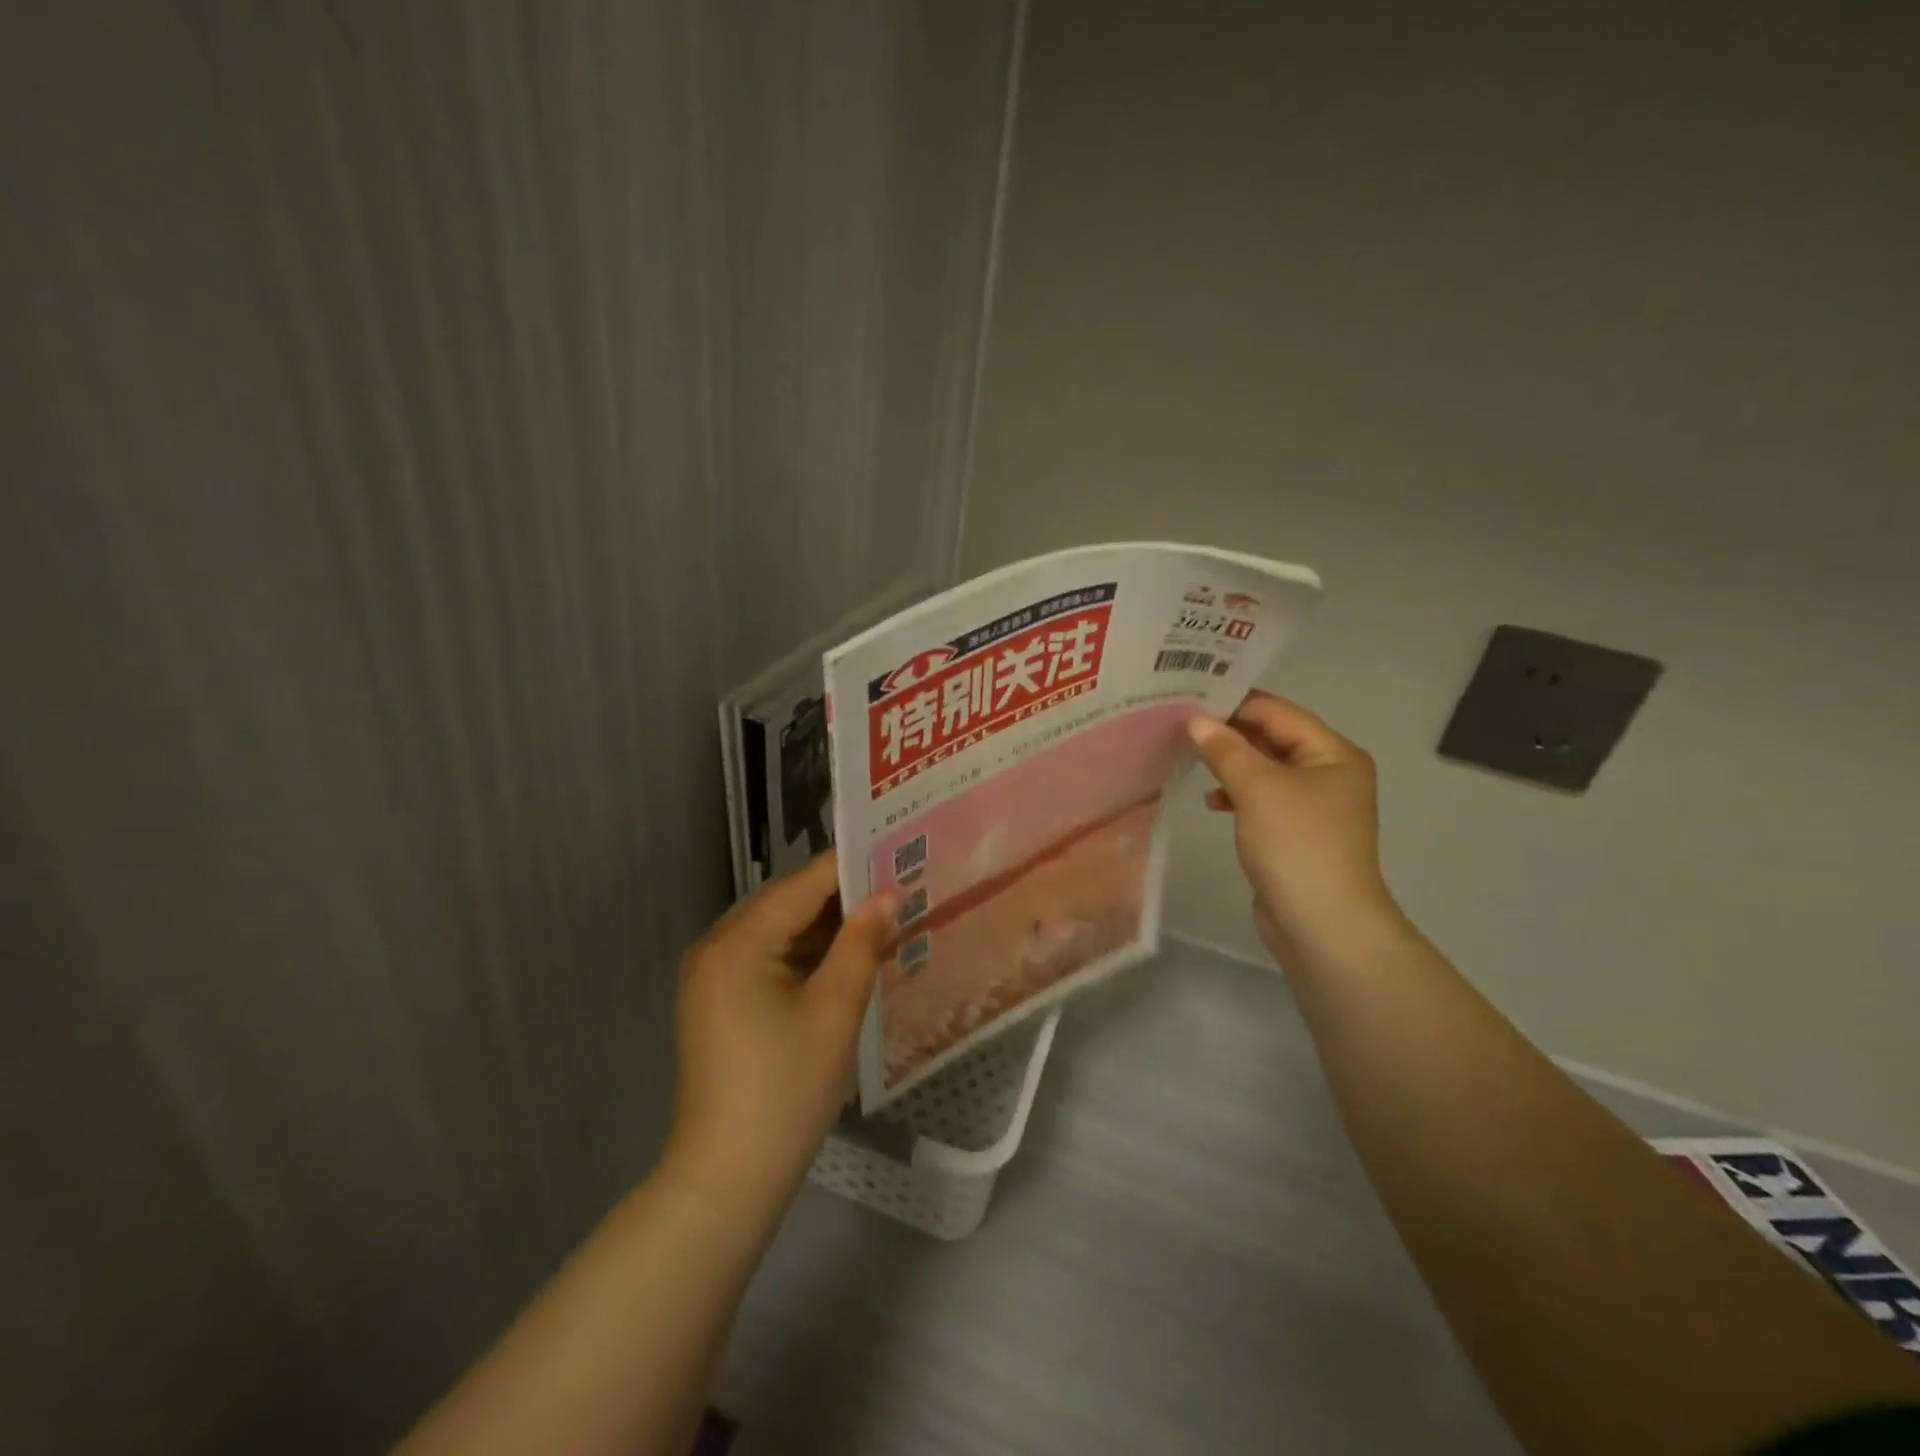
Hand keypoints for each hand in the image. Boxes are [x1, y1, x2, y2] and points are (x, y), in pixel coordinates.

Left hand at [661, 855, 894, 1217]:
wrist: (726, 1178)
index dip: (853, 868)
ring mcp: (712, 975)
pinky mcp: (717, 1000)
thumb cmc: (786, 1090)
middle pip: (787, 903)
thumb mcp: (834, 1012)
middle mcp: (716, 945)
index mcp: (738, 941)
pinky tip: (844, 959)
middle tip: (898, 891)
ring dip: (825, 927)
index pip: (803, 884)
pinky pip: (766, 957)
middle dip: (842, 897)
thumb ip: (861, 943)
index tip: (900, 857)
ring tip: (882, 920)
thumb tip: (888, 894)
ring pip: (778, 930)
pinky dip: (804, 954)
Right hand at [1186, 692, 1400, 961]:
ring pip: (1264, 769)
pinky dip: (1237, 794)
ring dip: (1230, 764)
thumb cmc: (1296, 844)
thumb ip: (1225, 749)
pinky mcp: (1296, 833)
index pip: (1278, 712)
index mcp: (1333, 753)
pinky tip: (1212, 802)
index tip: (1189, 698)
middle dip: (1229, 733)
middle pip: (1272, 739)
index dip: (1235, 703)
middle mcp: (1329, 772)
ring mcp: (1313, 805)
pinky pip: (1262, 799)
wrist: (1323, 925)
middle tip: (1180, 725)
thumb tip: (1196, 720)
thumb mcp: (1257, 788)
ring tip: (1189, 759)